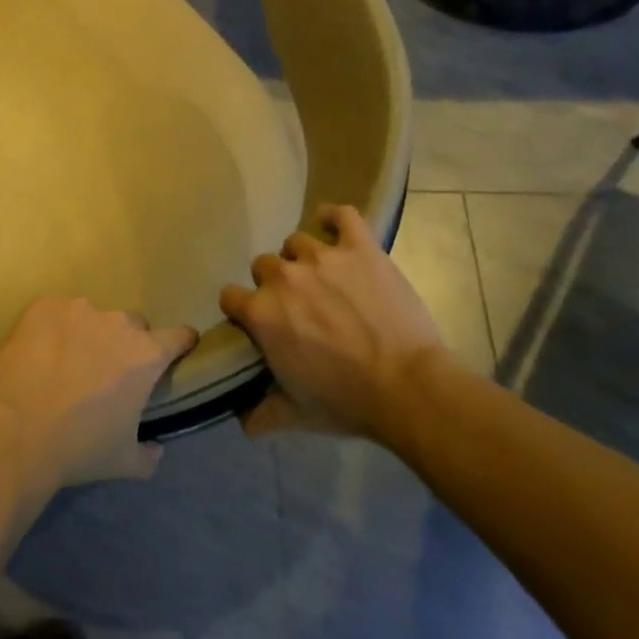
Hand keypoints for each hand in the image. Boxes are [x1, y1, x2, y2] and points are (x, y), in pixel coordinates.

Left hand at [0, 297, 195, 491]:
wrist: (17, 433)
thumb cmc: (79, 448)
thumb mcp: (124, 461)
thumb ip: (149, 454)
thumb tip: (156, 448)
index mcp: (145, 356)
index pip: (178, 336)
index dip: (179, 344)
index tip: (176, 350)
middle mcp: (117, 323)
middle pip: (132, 325)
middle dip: (125, 343)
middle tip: (106, 371)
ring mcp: (78, 310)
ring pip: (92, 317)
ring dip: (87, 334)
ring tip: (65, 362)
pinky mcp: (43, 307)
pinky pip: (56, 313)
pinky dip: (53, 328)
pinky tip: (39, 353)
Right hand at [220, 204, 449, 441]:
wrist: (408, 388)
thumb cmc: (347, 401)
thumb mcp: (297, 415)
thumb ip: (262, 415)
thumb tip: (240, 422)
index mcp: (261, 313)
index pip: (229, 296)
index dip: (241, 308)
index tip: (255, 321)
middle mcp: (283, 278)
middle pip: (263, 265)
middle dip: (274, 283)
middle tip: (297, 305)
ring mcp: (322, 258)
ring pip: (296, 242)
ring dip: (302, 257)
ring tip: (321, 276)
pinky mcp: (361, 249)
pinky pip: (342, 216)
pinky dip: (334, 217)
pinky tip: (334, 226)